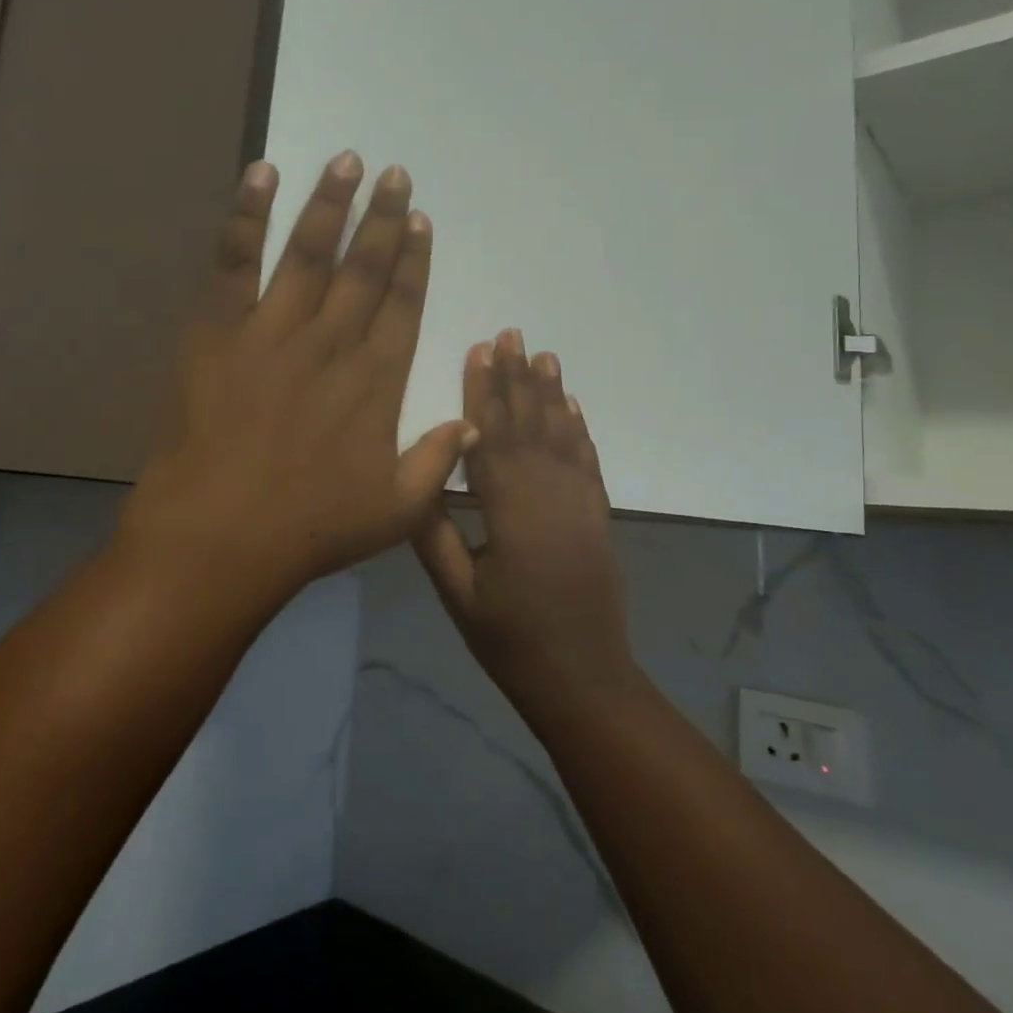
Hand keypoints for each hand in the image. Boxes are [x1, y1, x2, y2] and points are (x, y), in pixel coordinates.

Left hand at [120, 152, 474, 618]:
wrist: (221, 536)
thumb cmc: (311, 527)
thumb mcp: (396, 511)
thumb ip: (438, 462)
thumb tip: (473, 420)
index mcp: (376, 382)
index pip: (402, 306)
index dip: (413, 261)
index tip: (419, 221)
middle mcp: (332, 344)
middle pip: (363, 269)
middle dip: (381, 218)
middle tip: (393, 173)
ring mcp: (274, 332)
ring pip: (309, 253)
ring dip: (330, 204)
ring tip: (347, 160)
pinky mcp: (220, 331)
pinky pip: (235, 263)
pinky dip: (247, 216)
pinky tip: (262, 175)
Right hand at [413, 330, 639, 711]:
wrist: (583, 679)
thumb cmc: (510, 640)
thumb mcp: (457, 594)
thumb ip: (435, 534)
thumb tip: (415, 479)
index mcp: (511, 512)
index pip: (492, 438)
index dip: (483, 391)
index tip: (479, 349)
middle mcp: (551, 496)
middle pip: (530, 425)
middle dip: (517, 377)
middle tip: (511, 333)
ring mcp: (581, 503)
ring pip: (562, 435)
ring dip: (551, 392)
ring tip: (543, 353)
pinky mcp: (598, 515)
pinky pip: (588, 460)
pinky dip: (579, 429)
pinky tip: (572, 406)